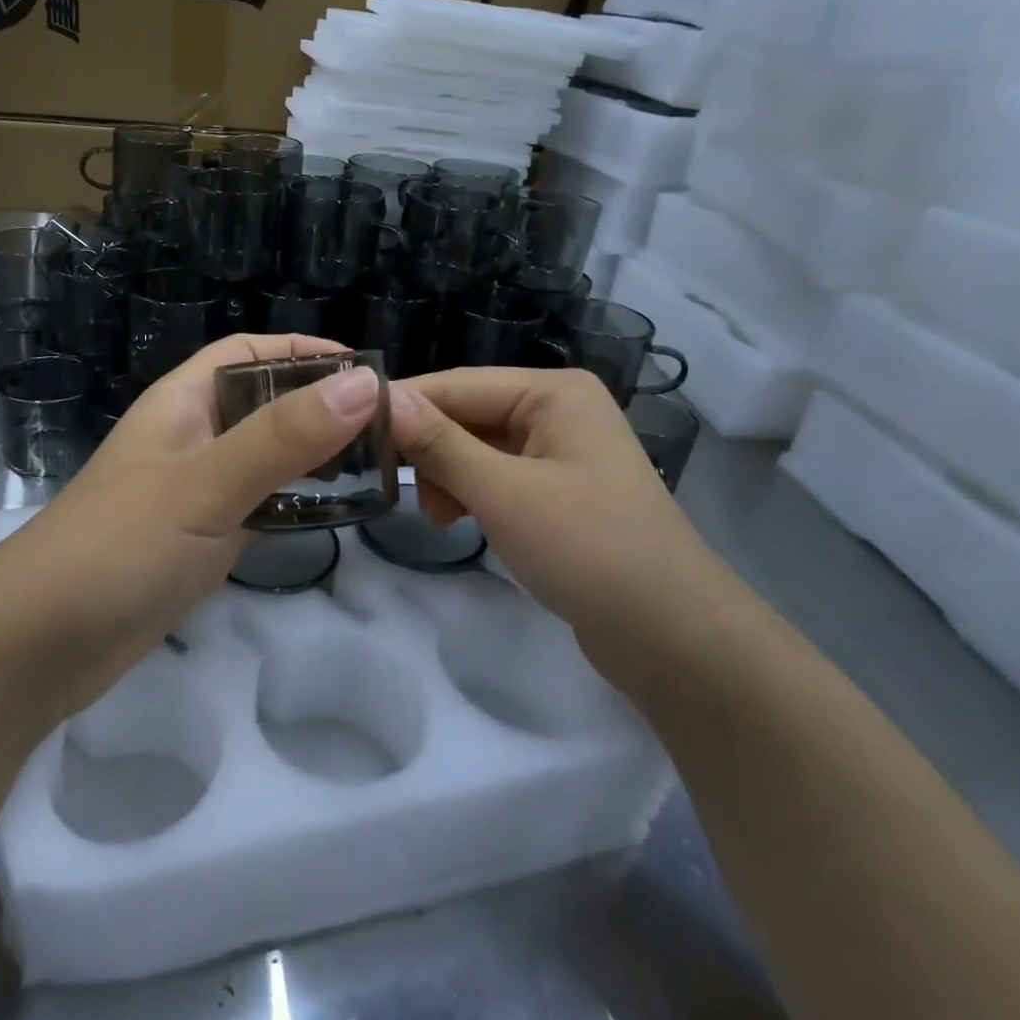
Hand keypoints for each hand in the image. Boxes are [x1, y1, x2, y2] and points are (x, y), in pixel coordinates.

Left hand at [0, 334, 383, 714]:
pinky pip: (257, 506)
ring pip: (264, 458)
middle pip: (263, 404)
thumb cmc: (121, 546)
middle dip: (319, 407)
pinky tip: (333, 516)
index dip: (304, 352)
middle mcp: (190, 438)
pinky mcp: (199, 539)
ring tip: (377, 468)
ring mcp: (194, 492)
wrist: (41, 643)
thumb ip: (283, 437)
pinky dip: (293, 504)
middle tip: (389, 428)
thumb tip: (364, 385)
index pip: (248, 353)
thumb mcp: (206, 484)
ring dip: (312, 458)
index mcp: (182, 403)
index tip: (367, 372)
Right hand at [389, 367, 738, 689]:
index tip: (350, 431)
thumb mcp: (503, 492)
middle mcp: (557, 410)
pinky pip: (495, 477)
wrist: (669, 635)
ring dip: (446, 477)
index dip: (404, 405)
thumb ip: (440, 444)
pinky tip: (457, 522)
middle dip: (429, 450)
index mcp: (554, 392)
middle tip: (394, 488)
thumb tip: (383, 400)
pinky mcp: (556, 491)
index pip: (458, 384)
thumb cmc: (587, 548)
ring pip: (476, 448)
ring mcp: (559, 452)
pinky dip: (470, 495)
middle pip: (466, 414)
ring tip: (438, 518)